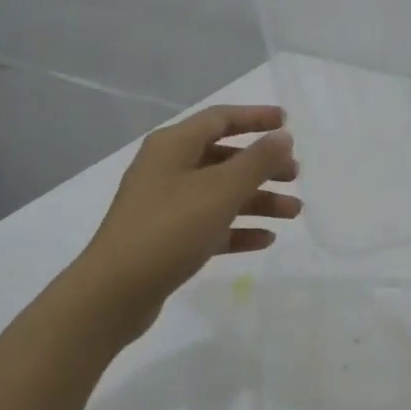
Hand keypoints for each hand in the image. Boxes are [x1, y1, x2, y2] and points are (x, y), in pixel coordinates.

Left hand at [72, 105, 299, 337]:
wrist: (115, 292)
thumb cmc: (170, 228)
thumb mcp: (220, 190)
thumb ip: (256, 161)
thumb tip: (282, 137)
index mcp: (173, 145)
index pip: (220, 119)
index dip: (255, 117)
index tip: (288, 123)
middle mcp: (167, 169)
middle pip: (223, 157)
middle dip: (262, 165)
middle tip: (295, 175)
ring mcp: (165, 205)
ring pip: (220, 194)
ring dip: (258, 199)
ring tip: (293, 212)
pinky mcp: (167, 239)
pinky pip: (211, 225)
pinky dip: (238, 228)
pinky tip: (266, 239)